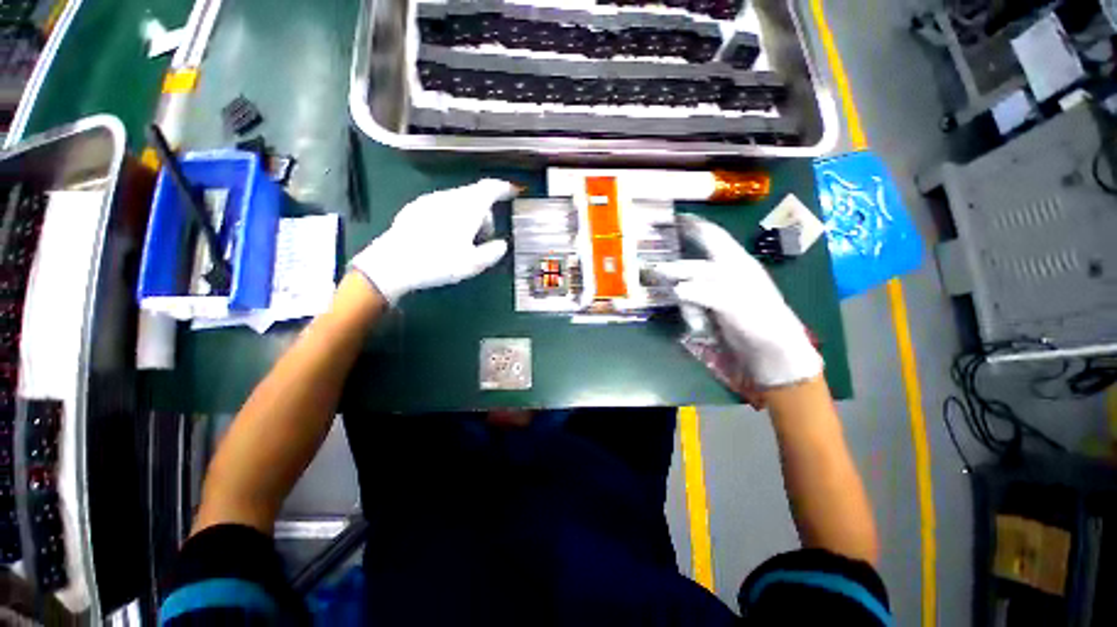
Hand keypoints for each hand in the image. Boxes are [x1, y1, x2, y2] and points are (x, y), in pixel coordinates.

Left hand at [350, 179, 516, 302]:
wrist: (392, 264)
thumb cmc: (438, 263)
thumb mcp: (473, 264)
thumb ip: (493, 252)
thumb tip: (501, 244)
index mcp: (466, 207)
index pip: (490, 188)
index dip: (504, 188)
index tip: (513, 192)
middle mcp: (449, 197)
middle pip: (474, 196)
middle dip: (486, 213)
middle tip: (486, 237)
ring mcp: (430, 200)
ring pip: (458, 201)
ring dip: (469, 215)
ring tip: (465, 240)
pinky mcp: (415, 208)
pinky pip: (443, 206)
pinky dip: (452, 215)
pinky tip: (444, 236)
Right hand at [655, 214, 821, 388]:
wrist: (772, 354)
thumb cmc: (761, 322)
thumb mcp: (733, 303)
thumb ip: (703, 292)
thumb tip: (676, 288)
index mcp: (735, 263)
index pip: (711, 237)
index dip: (692, 225)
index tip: (671, 218)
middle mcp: (723, 274)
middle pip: (691, 266)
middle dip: (675, 270)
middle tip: (653, 272)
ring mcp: (715, 293)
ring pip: (687, 289)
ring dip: (688, 307)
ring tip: (697, 324)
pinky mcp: (710, 310)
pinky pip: (690, 306)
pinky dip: (691, 316)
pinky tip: (698, 328)